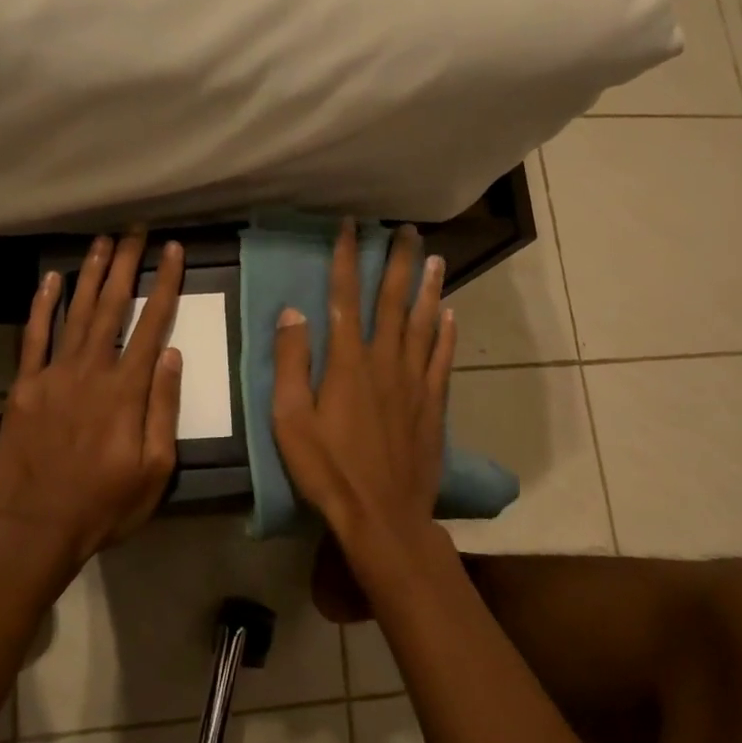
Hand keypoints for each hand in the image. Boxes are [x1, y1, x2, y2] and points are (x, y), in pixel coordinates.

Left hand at [0, 232, 184, 573]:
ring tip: (104, 241)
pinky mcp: (24, 385)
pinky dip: (42, 305)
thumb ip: (164, 408)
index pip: (152, 324)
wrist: (35, 529)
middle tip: (136, 230)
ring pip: (76, 312)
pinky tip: (52, 278)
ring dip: (91, 274)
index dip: (164, 284)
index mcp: (126, 390)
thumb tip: (172, 355)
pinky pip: (34, 336)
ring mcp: (53, 374)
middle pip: (112, 306)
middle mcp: (91, 370)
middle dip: (126, 264)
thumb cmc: (104, 505)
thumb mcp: (155, 470)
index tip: (174, 250)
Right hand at [272, 220, 455, 562]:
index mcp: (348, 362)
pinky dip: (447, 333)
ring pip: (423, 323)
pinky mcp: (433, 405)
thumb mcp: (290, 420)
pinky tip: (451, 314)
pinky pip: (442, 359)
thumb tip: (293, 312)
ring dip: (428, 288)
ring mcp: (414, 382)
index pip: (345, 297)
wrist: (383, 515)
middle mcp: (385, 361)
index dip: (347, 258)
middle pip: (393, 301)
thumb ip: (291, 363)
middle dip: (398, 262)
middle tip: (406, 230)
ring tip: (434, 257)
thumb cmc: (328, 470)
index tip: (350, 226)